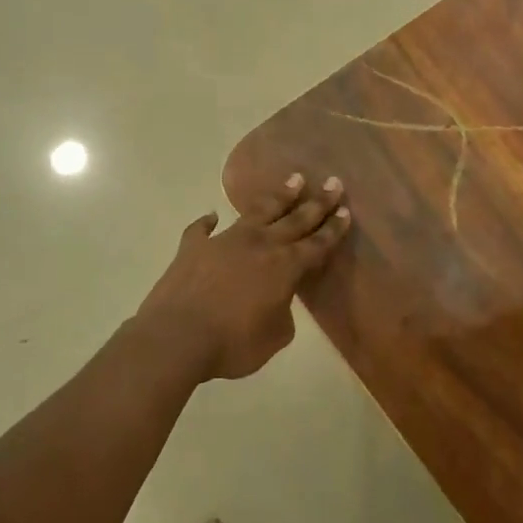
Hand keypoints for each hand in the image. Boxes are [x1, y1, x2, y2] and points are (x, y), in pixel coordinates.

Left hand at [134, 173, 352, 380]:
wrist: (177, 337)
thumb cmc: (233, 343)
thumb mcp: (274, 337)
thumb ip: (283, 314)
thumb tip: (277, 300)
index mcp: (284, 267)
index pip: (317, 244)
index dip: (333, 229)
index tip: (345, 210)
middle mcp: (259, 244)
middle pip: (295, 219)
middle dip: (317, 202)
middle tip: (334, 183)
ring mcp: (225, 240)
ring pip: (258, 211)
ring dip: (279, 197)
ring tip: (295, 179)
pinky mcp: (193, 247)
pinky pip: (202, 229)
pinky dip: (207, 223)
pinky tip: (212, 217)